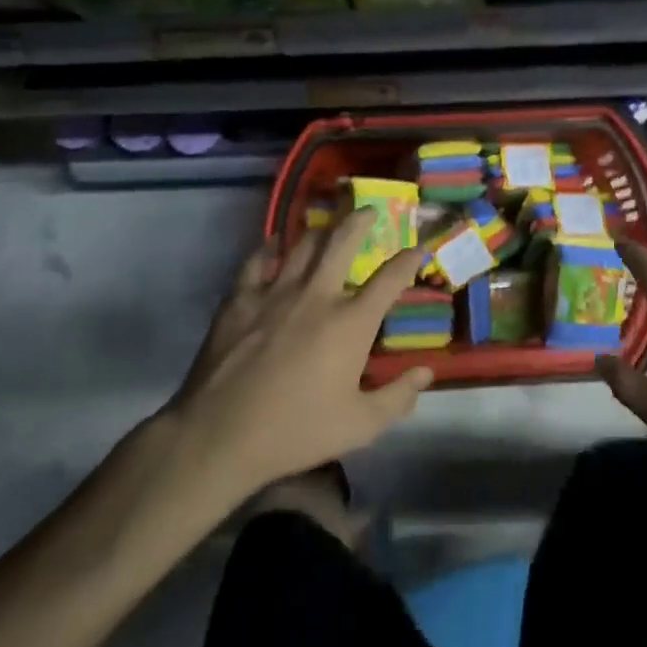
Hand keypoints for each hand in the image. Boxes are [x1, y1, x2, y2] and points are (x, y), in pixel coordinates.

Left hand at [158, 209, 432, 500]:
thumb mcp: (360, 426)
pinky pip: (258, 260)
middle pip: (343, 241)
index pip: (390, 279)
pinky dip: (270, 247)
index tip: (417, 249)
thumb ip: (398, 397)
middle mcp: (317, 295)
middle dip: (361, 220)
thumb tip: (426, 373)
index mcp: (351, 323)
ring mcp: (275, 292)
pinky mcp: (240, 298)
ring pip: (303, 244)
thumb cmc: (296, 431)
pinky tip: (274, 244)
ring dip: (321, 230)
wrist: (220, 434)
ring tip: (329, 226)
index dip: (408, 260)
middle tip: (370, 211)